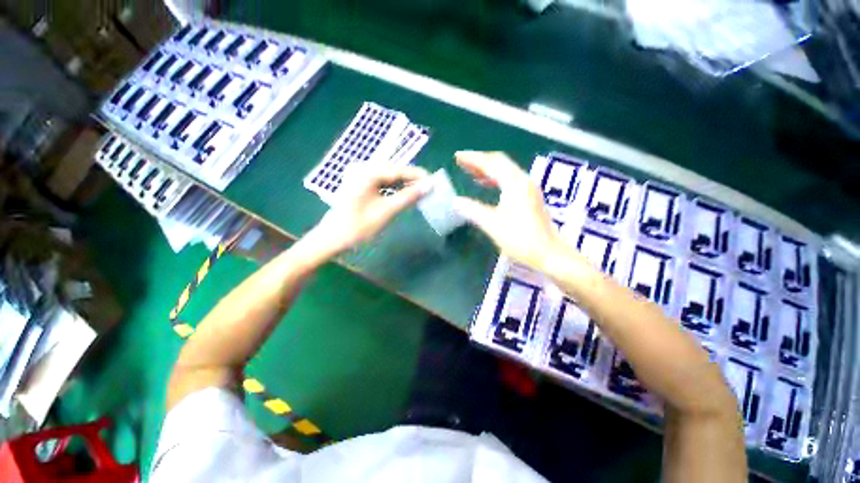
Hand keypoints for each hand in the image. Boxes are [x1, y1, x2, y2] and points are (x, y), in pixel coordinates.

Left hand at [307, 165, 429, 257]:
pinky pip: (382, 184)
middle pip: (394, 172)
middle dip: (412, 180)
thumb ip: (408, 197)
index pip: (399, 170)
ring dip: (404, 185)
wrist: (331, 240)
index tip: (434, 182)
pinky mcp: (361, 186)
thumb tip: (428, 186)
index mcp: (367, 172)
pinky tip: (404, 195)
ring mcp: (361, 177)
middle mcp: (364, 169)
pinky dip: (394, 190)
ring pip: (389, 178)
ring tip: (421, 193)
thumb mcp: (386, 211)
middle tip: (429, 189)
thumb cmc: (357, 227)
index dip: (418, 175)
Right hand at [453, 151, 563, 270]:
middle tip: (462, 162)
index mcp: (514, 183)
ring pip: (505, 171)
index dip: (473, 159)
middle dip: (480, 160)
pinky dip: (495, 179)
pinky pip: (509, 180)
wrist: (548, 253)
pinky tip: (487, 184)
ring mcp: (528, 189)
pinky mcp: (529, 197)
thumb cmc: (520, 238)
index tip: (458, 157)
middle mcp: (523, 181)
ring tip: (471, 171)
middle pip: (500, 163)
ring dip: (487, 169)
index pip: (491, 163)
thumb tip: (455, 201)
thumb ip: (472, 209)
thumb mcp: (492, 224)